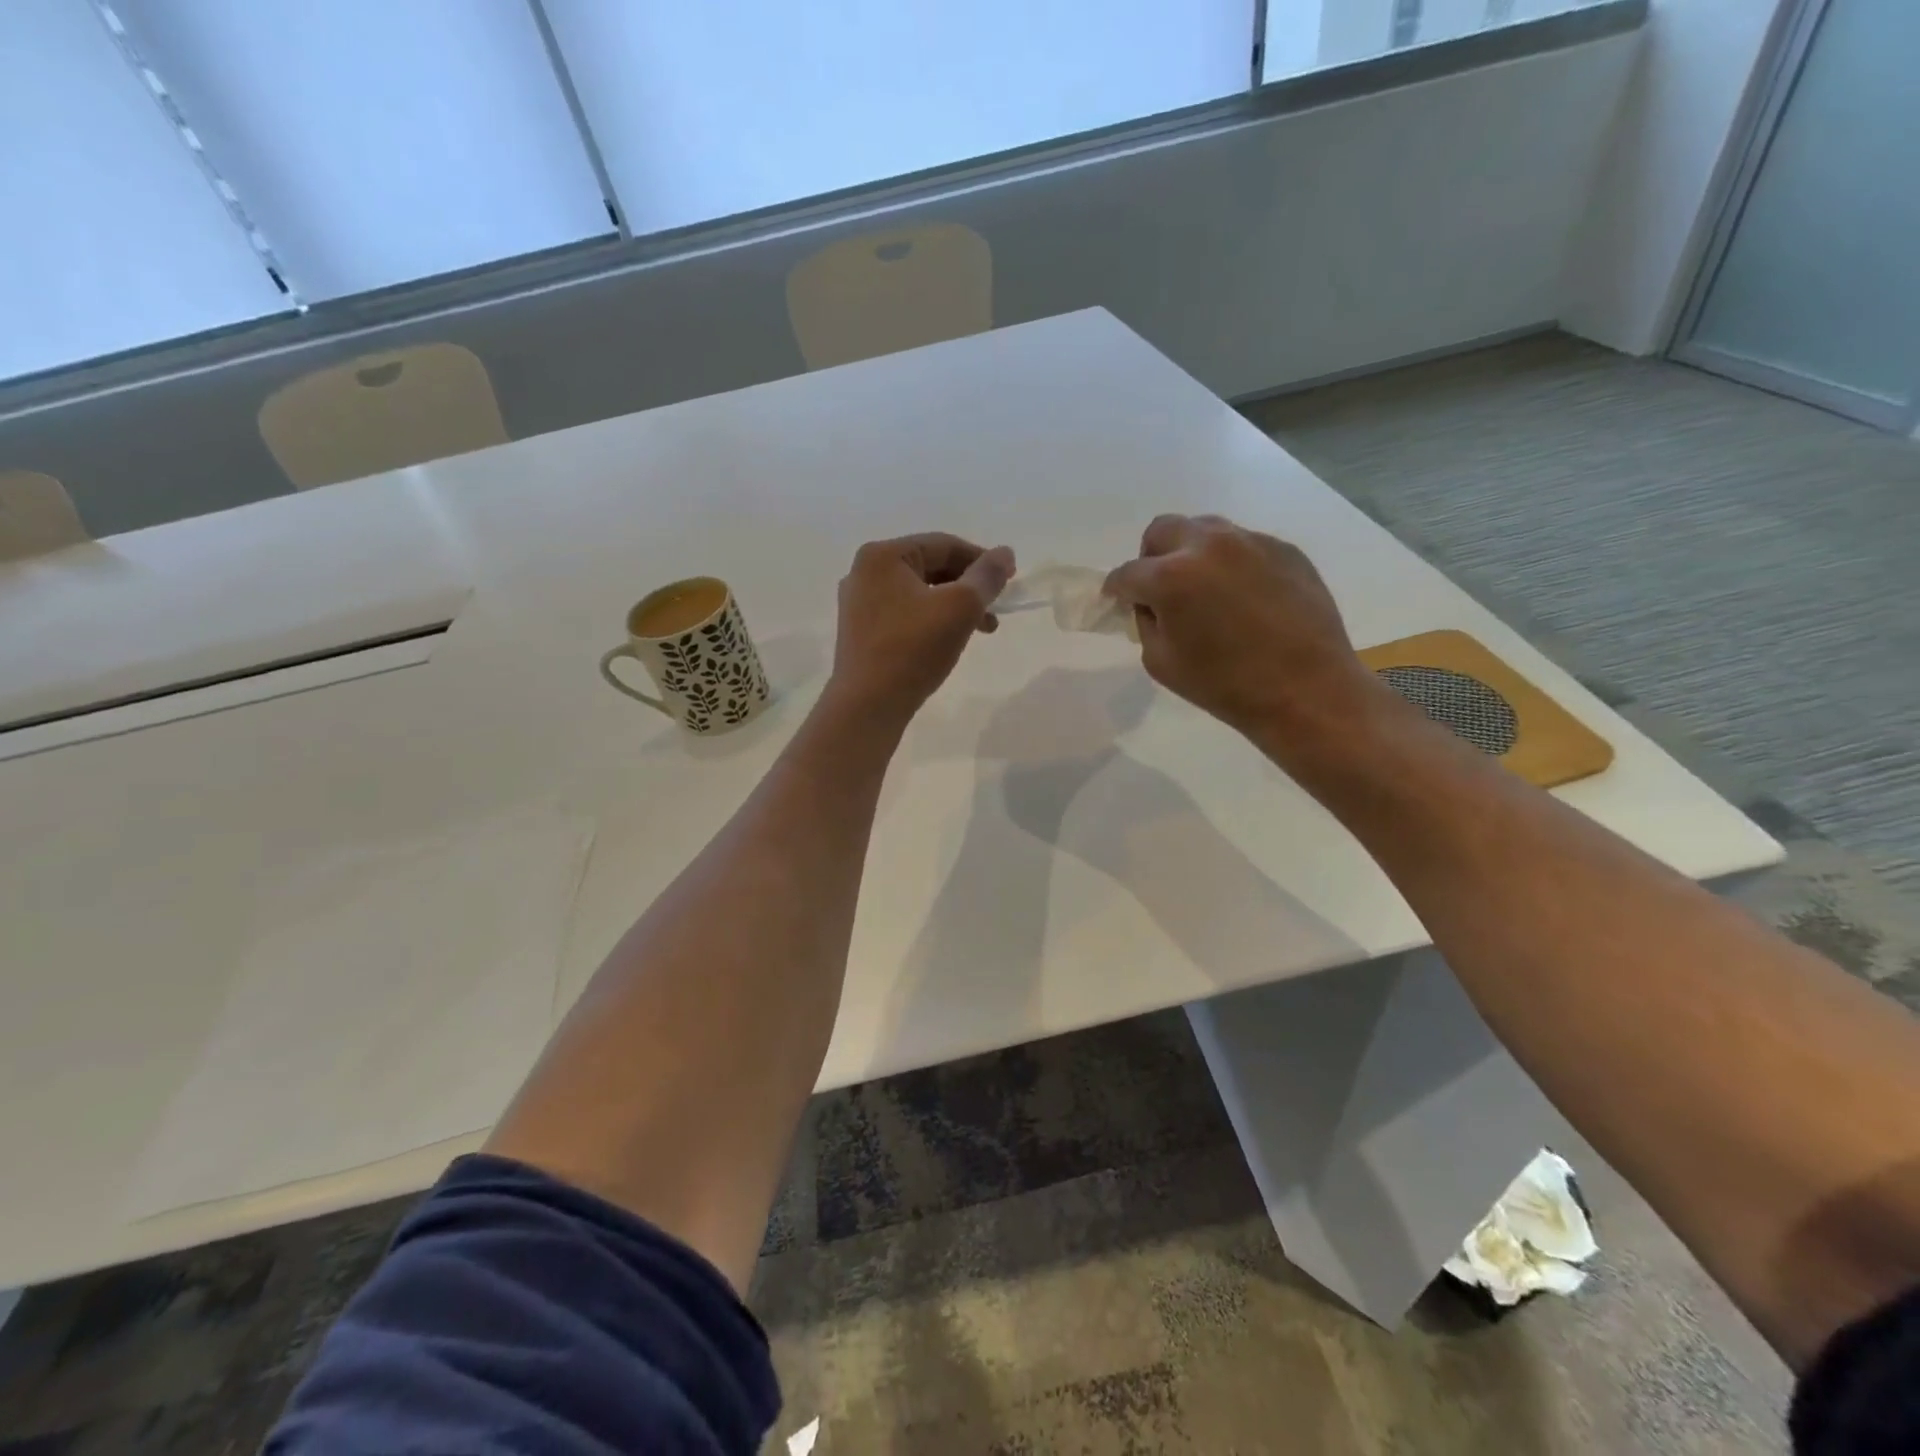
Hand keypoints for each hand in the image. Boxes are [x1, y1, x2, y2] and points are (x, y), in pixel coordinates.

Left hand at [828, 533, 1015, 724]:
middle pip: (930, 567)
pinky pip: (905, 614)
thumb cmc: (913, 649)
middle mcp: (864, 572)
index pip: (944, 545)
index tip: (1011, 580)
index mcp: (883, 555)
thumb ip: (986, 576)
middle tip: (996, 609)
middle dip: (969, 586)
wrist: (867, 705)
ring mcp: (859, 604)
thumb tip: (1005, 553)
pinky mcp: (861, 632)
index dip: (982, 559)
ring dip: (954, 606)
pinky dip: (933, 620)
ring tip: (982, 630)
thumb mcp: (960, 607)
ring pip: (920, 593)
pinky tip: (949, 640)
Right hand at [1104, 514, 1379, 746]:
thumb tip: (1149, 604)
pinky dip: (1231, 564)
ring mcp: (1251, 542)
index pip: (1128, 573)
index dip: (1117, 590)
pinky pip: (1244, 545)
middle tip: (1161, 589)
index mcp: (1171, 577)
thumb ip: (1146, 623)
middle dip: (1152, 557)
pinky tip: (1244, 599)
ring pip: (1205, 530)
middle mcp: (1209, 546)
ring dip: (1192, 553)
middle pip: (1162, 530)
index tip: (1119, 601)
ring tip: (1205, 590)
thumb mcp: (1161, 663)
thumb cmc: (1225, 686)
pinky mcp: (1285, 549)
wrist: (1306, 691)